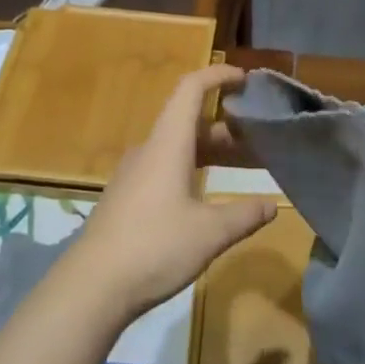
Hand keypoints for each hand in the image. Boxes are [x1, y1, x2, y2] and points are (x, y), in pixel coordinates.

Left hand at [72, 64, 276, 320]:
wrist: (91, 287)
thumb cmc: (154, 247)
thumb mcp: (209, 233)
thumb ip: (244, 216)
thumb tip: (272, 206)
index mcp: (168, 144)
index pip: (191, 89)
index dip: (218, 76)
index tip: (245, 79)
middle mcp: (149, 150)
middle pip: (188, 120)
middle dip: (225, 122)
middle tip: (257, 133)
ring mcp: (134, 175)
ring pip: (177, 147)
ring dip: (209, 149)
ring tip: (241, 163)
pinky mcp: (127, 198)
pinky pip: (165, 167)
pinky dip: (192, 168)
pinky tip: (207, 197)